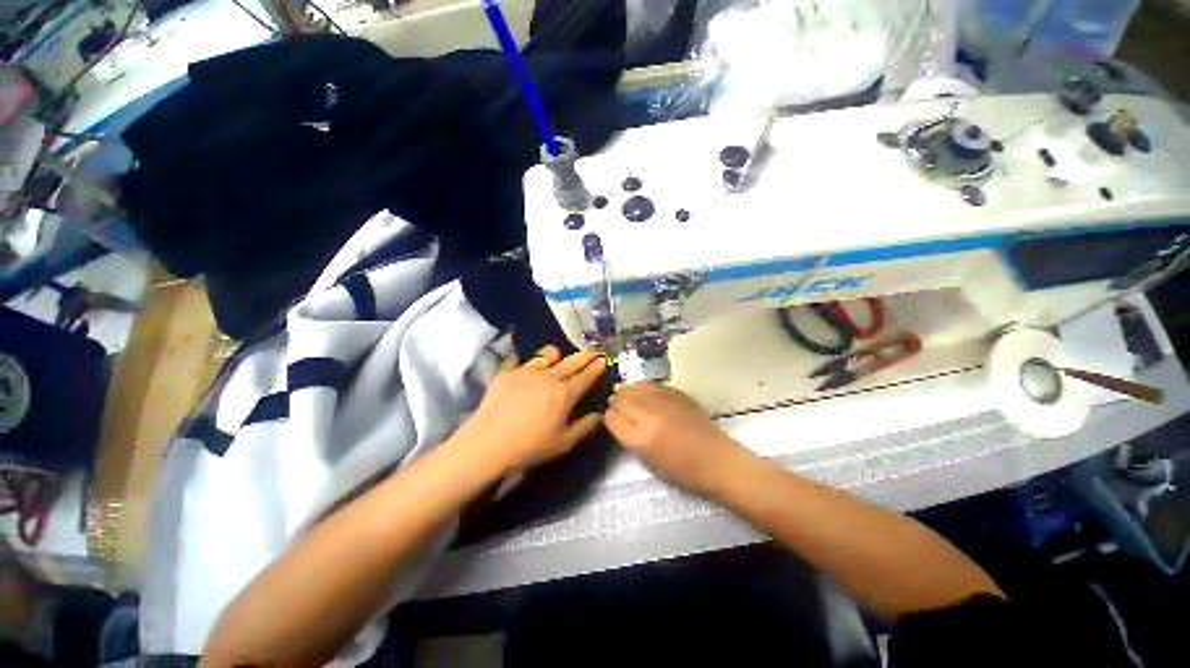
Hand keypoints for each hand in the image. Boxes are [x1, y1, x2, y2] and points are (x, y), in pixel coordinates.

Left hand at [453, 345, 605, 475]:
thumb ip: (585, 427)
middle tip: (591, 351)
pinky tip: (521, 364)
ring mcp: (526, 371)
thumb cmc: (530, 447)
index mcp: (565, 393)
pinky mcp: (506, 373)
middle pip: (571, 361)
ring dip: (555, 355)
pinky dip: (522, 361)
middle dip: (584, 355)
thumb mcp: (563, 444)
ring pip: (546, 354)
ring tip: (556, 357)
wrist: (488, 444)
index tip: (603, 359)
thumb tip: (600, 415)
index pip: (586, 375)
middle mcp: (549, 376)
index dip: (596, 367)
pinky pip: (517, 360)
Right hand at [604, 383, 749, 496]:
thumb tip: (619, 418)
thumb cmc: (682, 472)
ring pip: (635, 387)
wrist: (717, 461)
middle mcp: (648, 416)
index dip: (609, 416)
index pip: (612, 417)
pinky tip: (644, 390)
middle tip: (616, 403)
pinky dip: (644, 386)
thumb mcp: (648, 462)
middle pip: (621, 398)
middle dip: (616, 400)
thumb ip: (629, 438)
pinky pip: (652, 384)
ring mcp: (664, 402)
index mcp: (639, 439)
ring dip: (628, 390)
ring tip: (627, 393)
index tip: (612, 418)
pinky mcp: (677, 394)